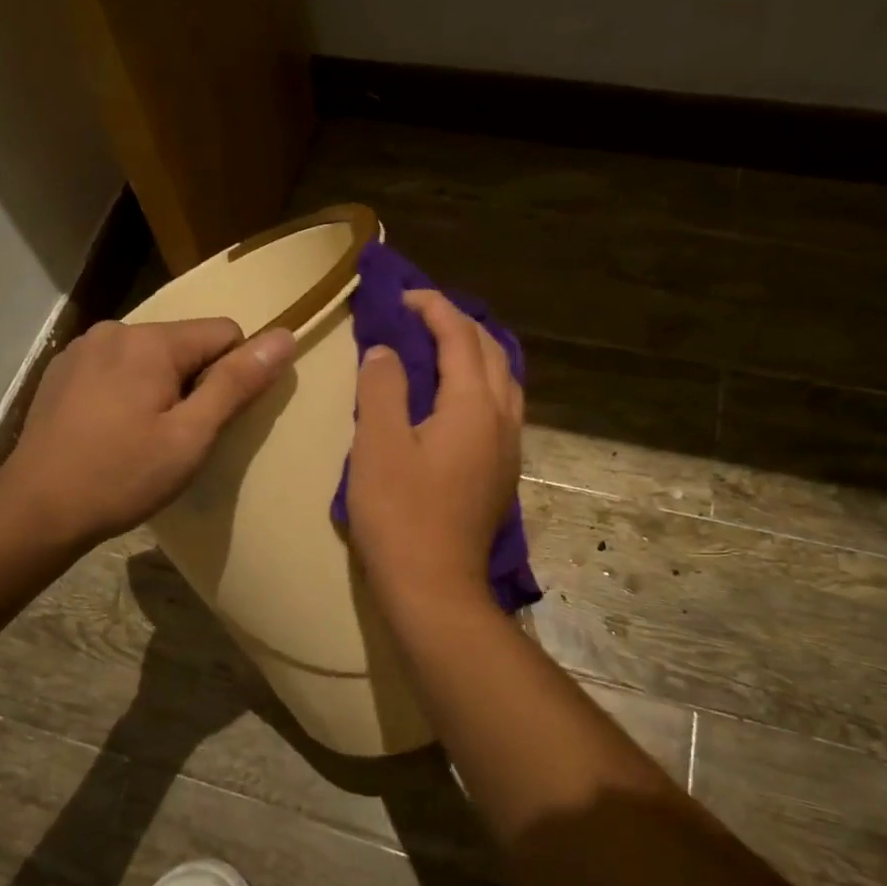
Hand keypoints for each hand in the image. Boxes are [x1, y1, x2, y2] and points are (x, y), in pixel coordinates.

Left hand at [0, 318, 294, 548]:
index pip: (225, 333)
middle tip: (176, 437)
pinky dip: (127, 390)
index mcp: (151, 341)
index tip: (211, 421)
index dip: (232, 375)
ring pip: (150, 356)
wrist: (36, 509)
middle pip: (185, 343)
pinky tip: (111, 430)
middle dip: (194, 382)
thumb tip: (284, 337)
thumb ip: (237, 383)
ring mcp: (83, 348)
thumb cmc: (123, 476)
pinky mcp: (62, 370)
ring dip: (161, 387)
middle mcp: (116, 329)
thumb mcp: (191, 436)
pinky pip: (117, 367)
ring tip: (142, 437)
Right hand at [348, 289, 522, 618]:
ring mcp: (508, 448)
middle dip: (458, 323)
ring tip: (441, 347)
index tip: (401, 296)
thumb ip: (382, 388)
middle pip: (490, 351)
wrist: (435, 589)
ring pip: (503, 379)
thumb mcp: (378, 444)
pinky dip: (480, 382)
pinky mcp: (502, 472)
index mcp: (473, 405)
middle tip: (419, 316)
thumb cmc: (400, 515)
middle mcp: (502, 418)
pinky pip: (500, 407)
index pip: (459, 336)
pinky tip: (456, 397)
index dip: (432, 308)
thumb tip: (386, 352)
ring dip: (475, 352)